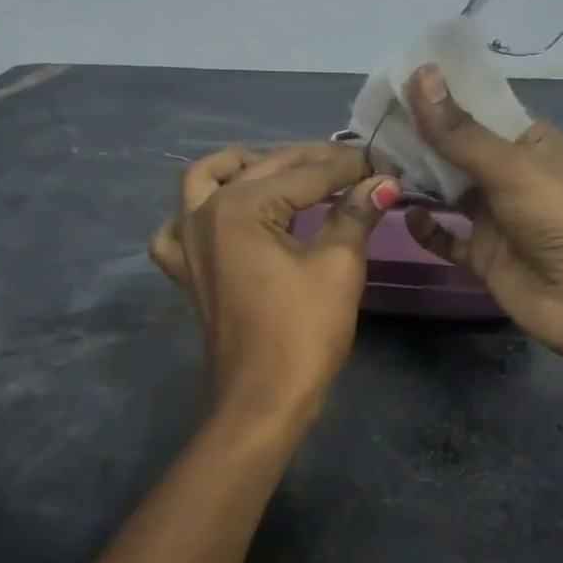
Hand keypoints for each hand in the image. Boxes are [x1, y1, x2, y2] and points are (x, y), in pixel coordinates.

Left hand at [150, 143, 397, 421]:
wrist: (263, 399)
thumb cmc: (303, 333)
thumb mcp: (338, 267)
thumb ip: (356, 215)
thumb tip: (382, 182)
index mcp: (240, 207)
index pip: (306, 173)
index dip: (350, 166)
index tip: (384, 162)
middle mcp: (204, 213)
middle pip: (263, 169)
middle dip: (312, 162)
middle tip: (355, 166)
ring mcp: (187, 242)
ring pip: (207, 180)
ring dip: (245, 167)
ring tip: (283, 171)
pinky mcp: (185, 270)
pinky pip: (178, 226)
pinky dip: (198, 210)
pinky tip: (224, 214)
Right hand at [401, 66, 562, 382]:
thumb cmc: (557, 217)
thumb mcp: (508, 166)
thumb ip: (458, 131)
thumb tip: (418, 74)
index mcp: (527, 141)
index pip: (477, 108)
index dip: (439, 95)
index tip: (393, 81)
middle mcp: (507, 173)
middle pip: (455, 149)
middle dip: (418, 138)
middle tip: (369, 123)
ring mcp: (493, 216)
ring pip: (446, 191)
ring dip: (417, 180)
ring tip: (374, 164)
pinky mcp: (481, 254)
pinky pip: (446, 237)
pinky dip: (426, 228)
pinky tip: (406, 216)